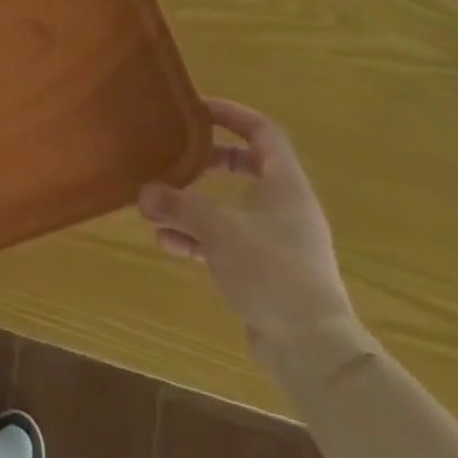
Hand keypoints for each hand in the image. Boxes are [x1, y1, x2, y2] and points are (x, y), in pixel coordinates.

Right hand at [138, 98, 355, 359]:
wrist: (312, 348)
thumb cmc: (272, 272)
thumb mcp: (218, 229)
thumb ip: (179, 205)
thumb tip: (145, 191)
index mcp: (285, 186)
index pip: (263, 133)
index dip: (233, 114)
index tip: (198, 109)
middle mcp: (286, 208)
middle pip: (248, 167)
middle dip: (209, 161)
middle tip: (178, 156)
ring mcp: (278, 241)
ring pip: (233, 207)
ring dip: (195, 205)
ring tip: (158, 208)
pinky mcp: (267, 271)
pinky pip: (227, 241)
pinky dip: (199, 238)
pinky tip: (169, 245)